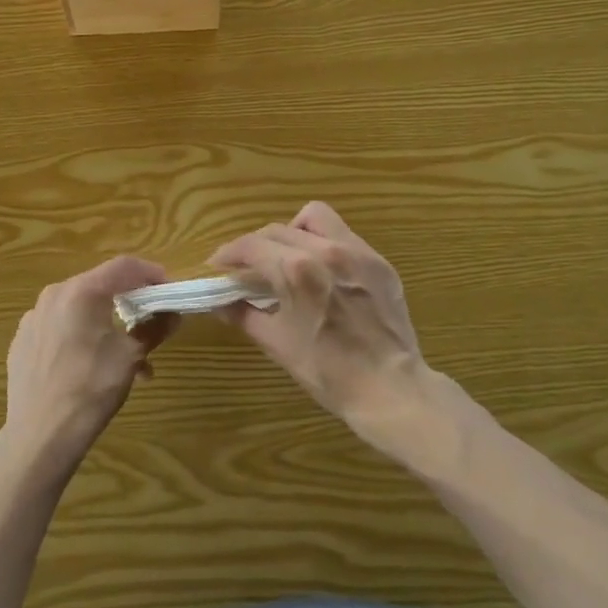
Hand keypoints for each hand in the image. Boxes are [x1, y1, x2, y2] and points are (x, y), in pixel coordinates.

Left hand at [2, 255, 176, 475]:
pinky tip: (90, 366)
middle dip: (129, 302)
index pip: (124, 266)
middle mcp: (54, 295)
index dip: (151, 273)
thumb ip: (154, 328)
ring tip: (126, 360)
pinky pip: (59, 328)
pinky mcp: (22, 341)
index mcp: (82, 291)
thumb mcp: (131, 356)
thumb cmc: (91, 389)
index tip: (168, 290)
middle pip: (100, 285)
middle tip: (150, 323)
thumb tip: (173, 314)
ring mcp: (33, 318)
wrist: (40, 435)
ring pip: (79, 309)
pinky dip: (81, 337)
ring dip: (107, 325)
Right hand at [210, 202, 431, 448]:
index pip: (251, 246)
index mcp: (296, 270)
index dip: (228, 253)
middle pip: (277, 230)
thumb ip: (244, 315)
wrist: (390, 389)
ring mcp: (357, 252)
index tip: (217, 266)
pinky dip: (324, 244)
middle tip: (247, 269)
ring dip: (292, 231)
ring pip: (315, 218)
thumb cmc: (327, 371)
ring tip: (288, 256)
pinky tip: (322, 271)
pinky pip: (344, 236)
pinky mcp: (378, 262)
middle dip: (255, 246)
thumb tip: (219, 303)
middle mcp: (325, 250)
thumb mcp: (277, 344)